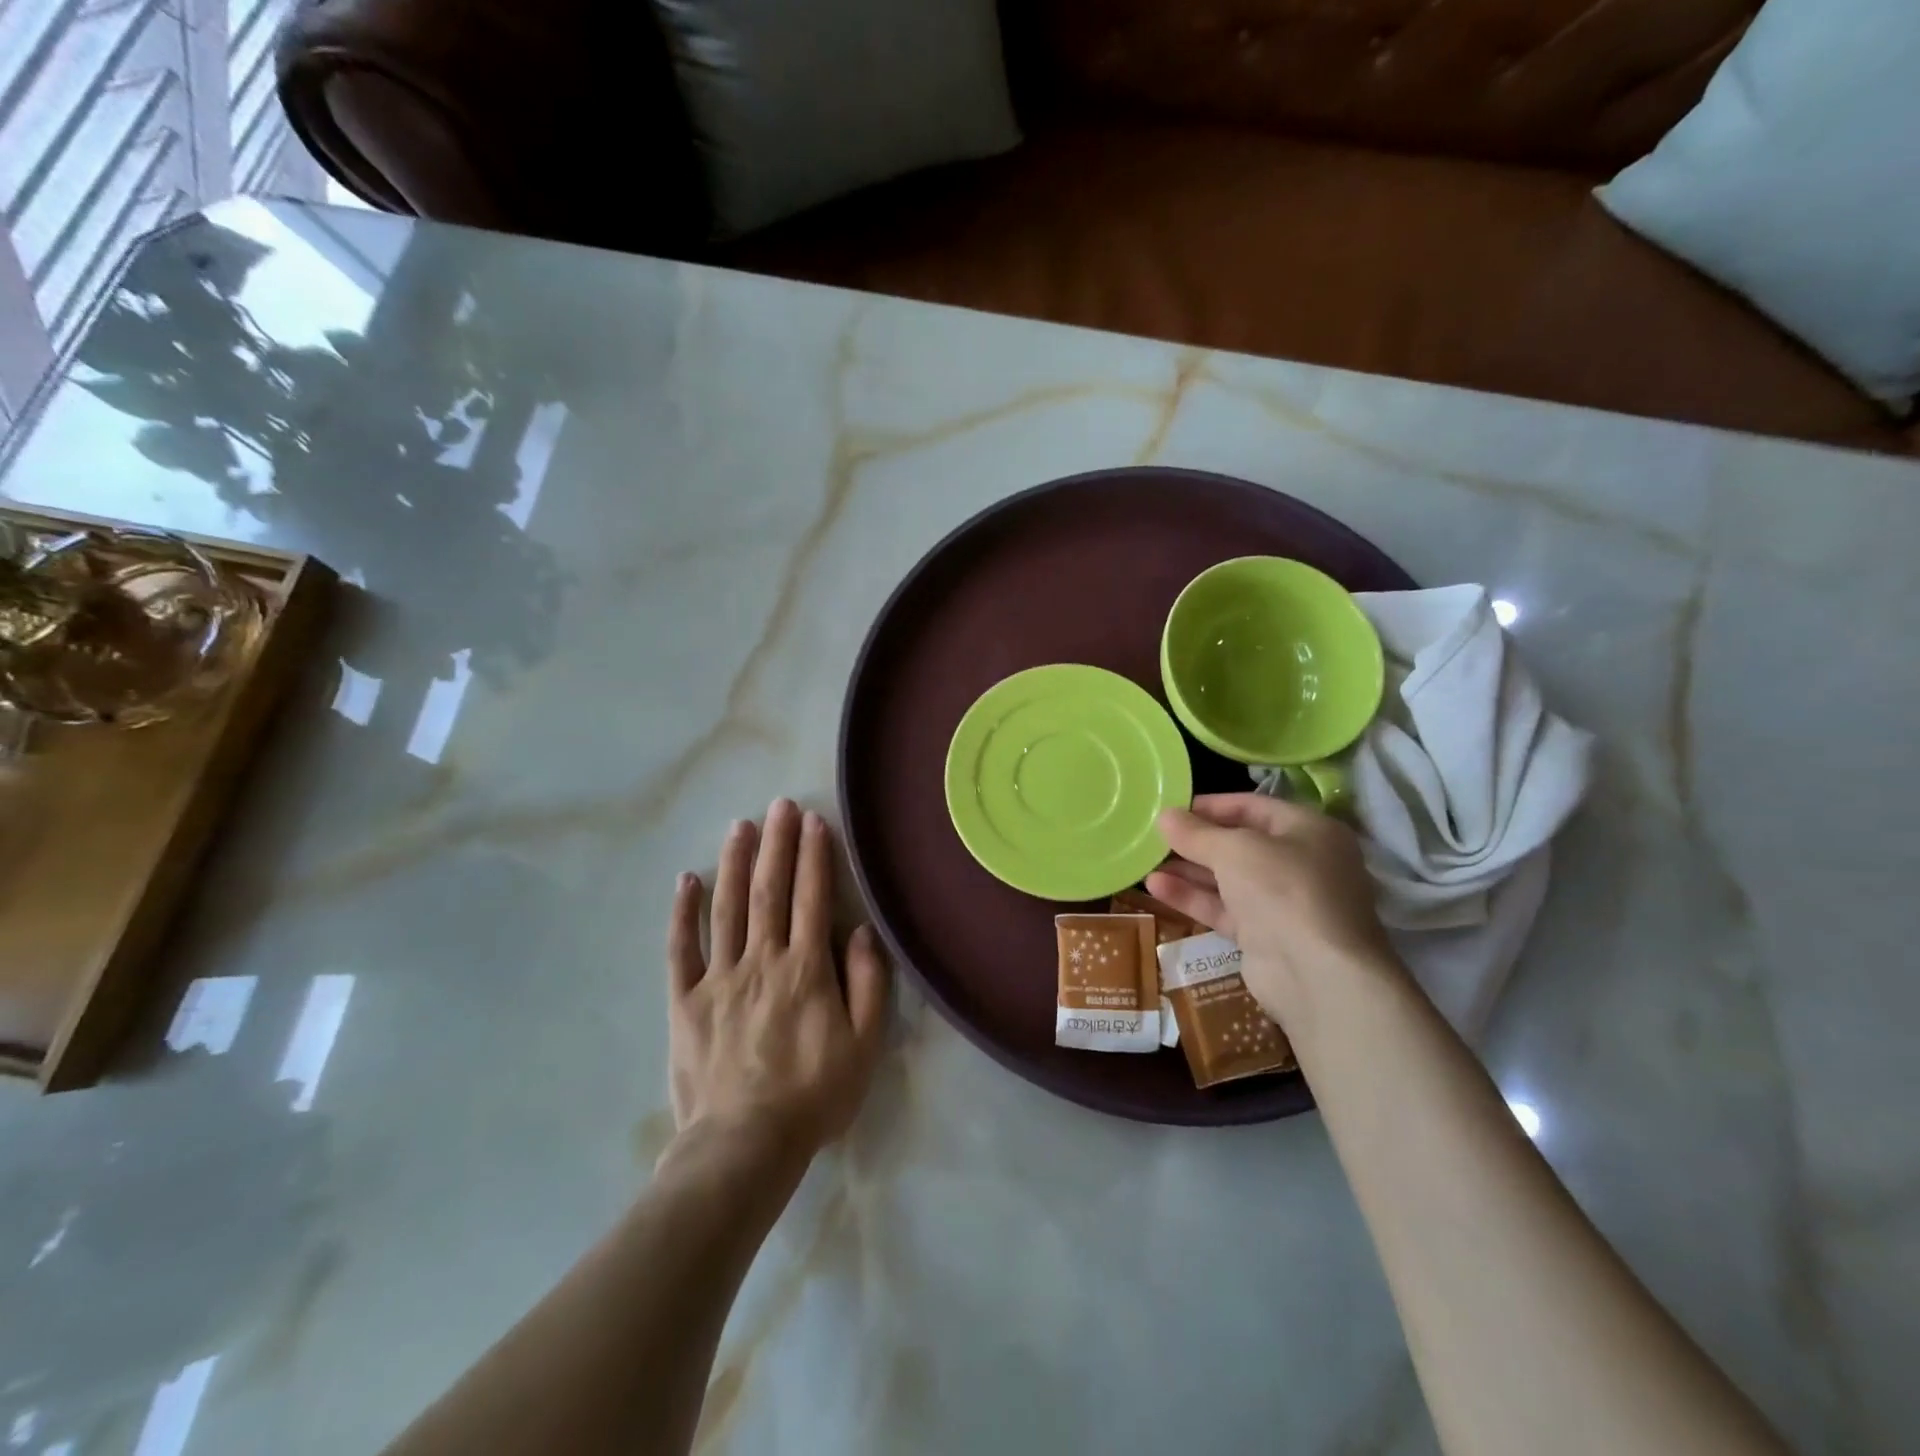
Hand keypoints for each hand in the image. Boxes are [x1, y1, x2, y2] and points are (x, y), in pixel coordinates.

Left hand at [666, 799, 890, 1156]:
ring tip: (739, 826)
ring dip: (734, 863)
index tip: (812, 821)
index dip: (813, 856)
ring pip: (727, 908)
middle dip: (776, 844)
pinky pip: (681, 949)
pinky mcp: (685, 1001)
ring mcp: (719, 978)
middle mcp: (762, 960)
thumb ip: (867, 984)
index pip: (811, 898)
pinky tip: (686, 880)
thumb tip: (860, 932)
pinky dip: (683, 913)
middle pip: (769, 890)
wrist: (744, 1146)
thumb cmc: (813, 1095)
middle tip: (778, 805)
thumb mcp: (863, 1046)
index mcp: (805, 969)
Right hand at [1146, 793, 1400, 1025]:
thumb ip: (1196, 833)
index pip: (1253, 807)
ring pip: (1228, 879)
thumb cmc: (1283, 889)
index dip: (1211, 806)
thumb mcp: (1234, 850)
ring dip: (1188, 870)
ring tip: (1146, 861)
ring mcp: (1284, 902)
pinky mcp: (1265, 936)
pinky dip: (1193, 898)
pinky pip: (1224, 909)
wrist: (1316, 974)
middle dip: (1196, 841)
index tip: (1171, 807)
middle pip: (1239, 844)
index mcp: (1308, 830)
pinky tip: (1156, 887)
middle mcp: (1301, 863)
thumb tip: (1164, 815)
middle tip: (1154, 836)